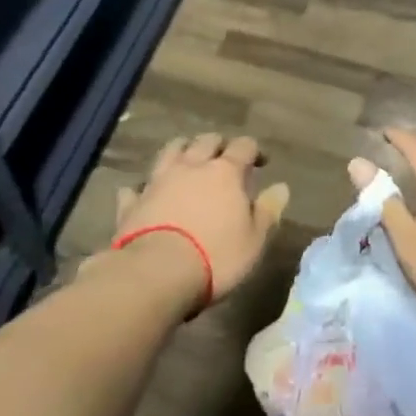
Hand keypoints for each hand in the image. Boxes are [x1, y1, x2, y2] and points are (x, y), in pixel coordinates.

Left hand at [106, 134, 289, 310]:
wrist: (155, 274)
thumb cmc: (215, 257)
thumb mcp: (254, 239)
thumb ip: (268, 211)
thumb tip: (282, 187)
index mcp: (225, 172)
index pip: (244, 146)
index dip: (254, 150)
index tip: (261, 162)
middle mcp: (192, 167)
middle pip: (206, 141)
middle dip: (217, 145)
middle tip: (224, 158)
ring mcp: (159, 181)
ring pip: (170, 151)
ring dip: (181, 150)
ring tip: (187, 160)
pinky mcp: (133, 202)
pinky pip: (136, 186)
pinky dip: (143, 187)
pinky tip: (144, 192)